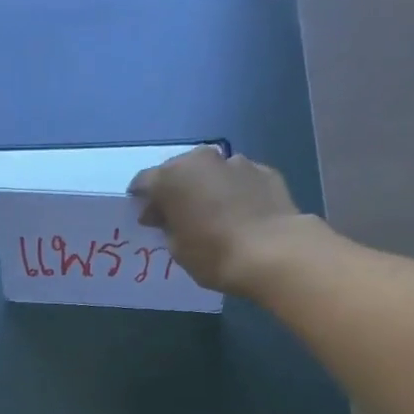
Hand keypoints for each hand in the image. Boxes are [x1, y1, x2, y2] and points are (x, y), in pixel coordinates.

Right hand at [128, 146, 307, 297]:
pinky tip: (239, 215)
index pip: (144, 182)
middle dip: (174, 191)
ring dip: (206, 189)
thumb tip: (166, 216)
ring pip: (211, 173)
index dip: (141, 200)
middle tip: (176, 216)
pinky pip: (239, 180)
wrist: (273, 252)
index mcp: (173, 177)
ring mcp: (236, 162)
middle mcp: (202, 160)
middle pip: (179, 171)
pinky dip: (233, 192)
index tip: (145, 217)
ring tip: (211, 215)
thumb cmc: (214, 254)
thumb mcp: (178, 249)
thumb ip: (167, 226)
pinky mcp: (265, 171)